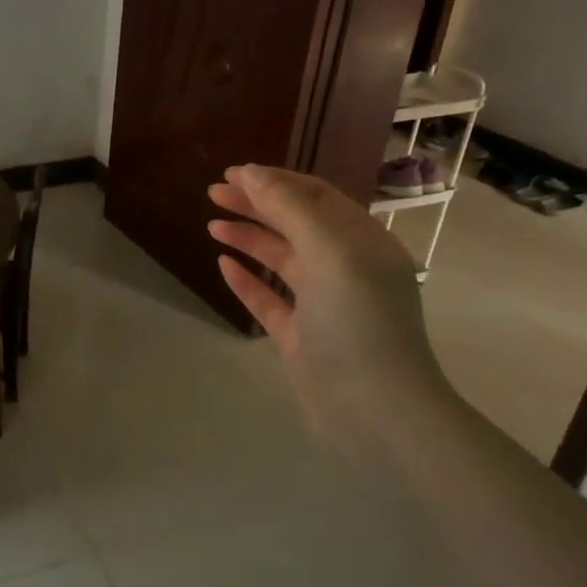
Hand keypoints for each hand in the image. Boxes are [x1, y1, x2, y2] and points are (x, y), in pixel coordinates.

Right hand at [206, 165, 452, 437]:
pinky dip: (247, 279)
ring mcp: (322, 304)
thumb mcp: (330, 253)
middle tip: (213, 193)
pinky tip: (223, 265)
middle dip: (256, 204)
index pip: (316, 197)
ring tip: (212, 224)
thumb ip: (290, 209)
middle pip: (295, 224)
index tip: (232, 174)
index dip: (274, 181)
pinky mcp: (301, 336)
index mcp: (362, 242)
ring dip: (248, 237)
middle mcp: (345, 268)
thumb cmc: (358, 323)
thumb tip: (251, 173)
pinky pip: (269, 299)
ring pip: (280, 260)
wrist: (375, 412)